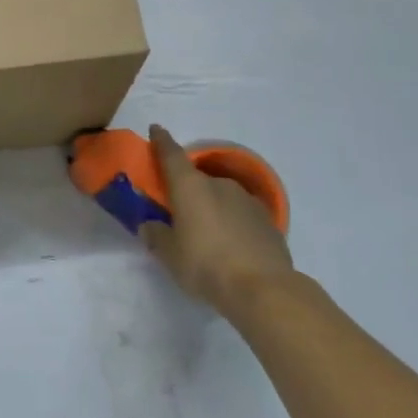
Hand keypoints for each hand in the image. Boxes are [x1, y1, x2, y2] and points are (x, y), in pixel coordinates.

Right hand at [139, 125, 293, 308]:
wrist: (264, 288)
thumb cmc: (205, 265)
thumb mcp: (169, 254)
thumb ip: (155, 235)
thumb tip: (149, 225)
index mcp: (190, 186)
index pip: (171, 154)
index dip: (161, 141)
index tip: (156, 129)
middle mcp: (218, 184)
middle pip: (196, 179)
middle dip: (186, 190)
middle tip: (179, 211)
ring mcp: (246, 199)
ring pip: (221, 196)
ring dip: (210, 206)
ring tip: (206, 233)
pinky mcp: (267, 219)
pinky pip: (240, 213)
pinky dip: (231, 222)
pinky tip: (230, 244)